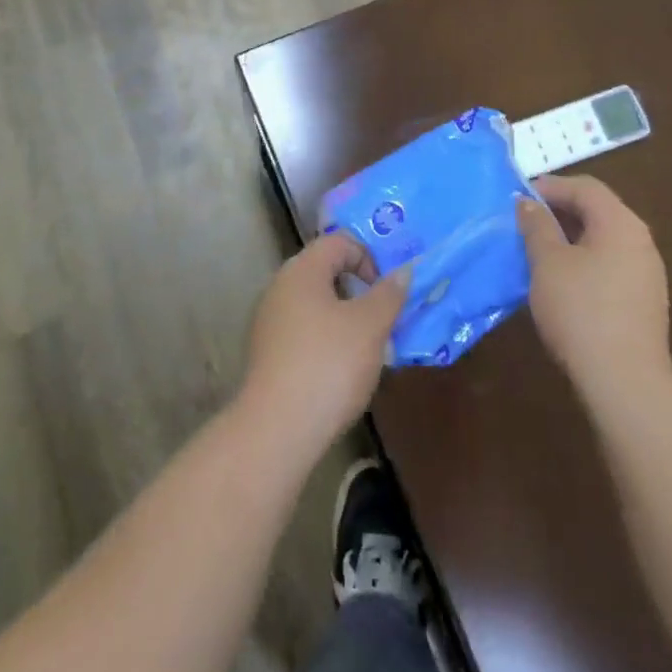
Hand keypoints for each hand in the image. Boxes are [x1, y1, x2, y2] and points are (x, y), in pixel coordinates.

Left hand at [237, 235, 409, 457]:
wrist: (277, 429)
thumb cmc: (328, 365)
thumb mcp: (370, 326)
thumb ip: (389, 294)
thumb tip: (404, 269)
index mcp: (302, 270)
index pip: (338, 241)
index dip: (368, 256)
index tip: (387, 290)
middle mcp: (280, 286)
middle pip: (325, 271)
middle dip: (358, 289)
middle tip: (384, 317)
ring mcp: (269, 320)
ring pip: (315, 303)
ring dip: (344, 317)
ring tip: (368, 348)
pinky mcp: (267, 352)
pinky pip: (303, 330)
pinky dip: (325, 339)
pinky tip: (341, 370)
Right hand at [518, 174, 671, 397]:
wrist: (625, 383)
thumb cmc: (581, 311)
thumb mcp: (547, 262)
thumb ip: (536, 226)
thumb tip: (527, 202)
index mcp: (621, 223)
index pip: (585, 187)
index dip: (550, 186)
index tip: (518, 197)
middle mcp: (640, 241)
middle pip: (598, 210)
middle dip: (559, 210)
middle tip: (524, 220)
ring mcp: (647, 273)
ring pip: (603, 239)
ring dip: (570, 237)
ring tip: (537, 248)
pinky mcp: (644, 302)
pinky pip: (610, 264)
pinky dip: (583, 260)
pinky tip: (561, 280)